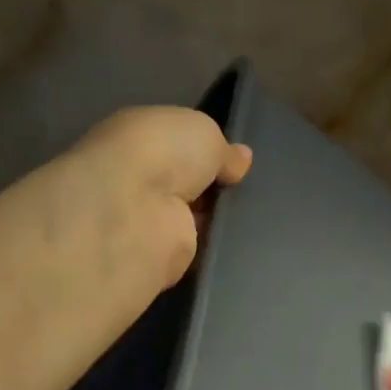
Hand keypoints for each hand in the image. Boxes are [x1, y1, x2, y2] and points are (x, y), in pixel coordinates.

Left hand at [66, 106, 252, 290]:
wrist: (135, 213)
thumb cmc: (162, 154)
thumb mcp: (203, 132)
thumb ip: (223, 148)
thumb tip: (240, 159)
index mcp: (137, 137)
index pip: (175, 143)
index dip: (206, 151)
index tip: (237, 162)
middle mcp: (137, 178)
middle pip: (186, 182)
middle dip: (215, 186)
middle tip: (249, 189)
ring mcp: (147, 220)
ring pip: (193, 217)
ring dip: (217, 218)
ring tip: (254, 215)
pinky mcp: (159, 257)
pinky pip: (196, 248)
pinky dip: (215, 246)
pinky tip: (241, 242)